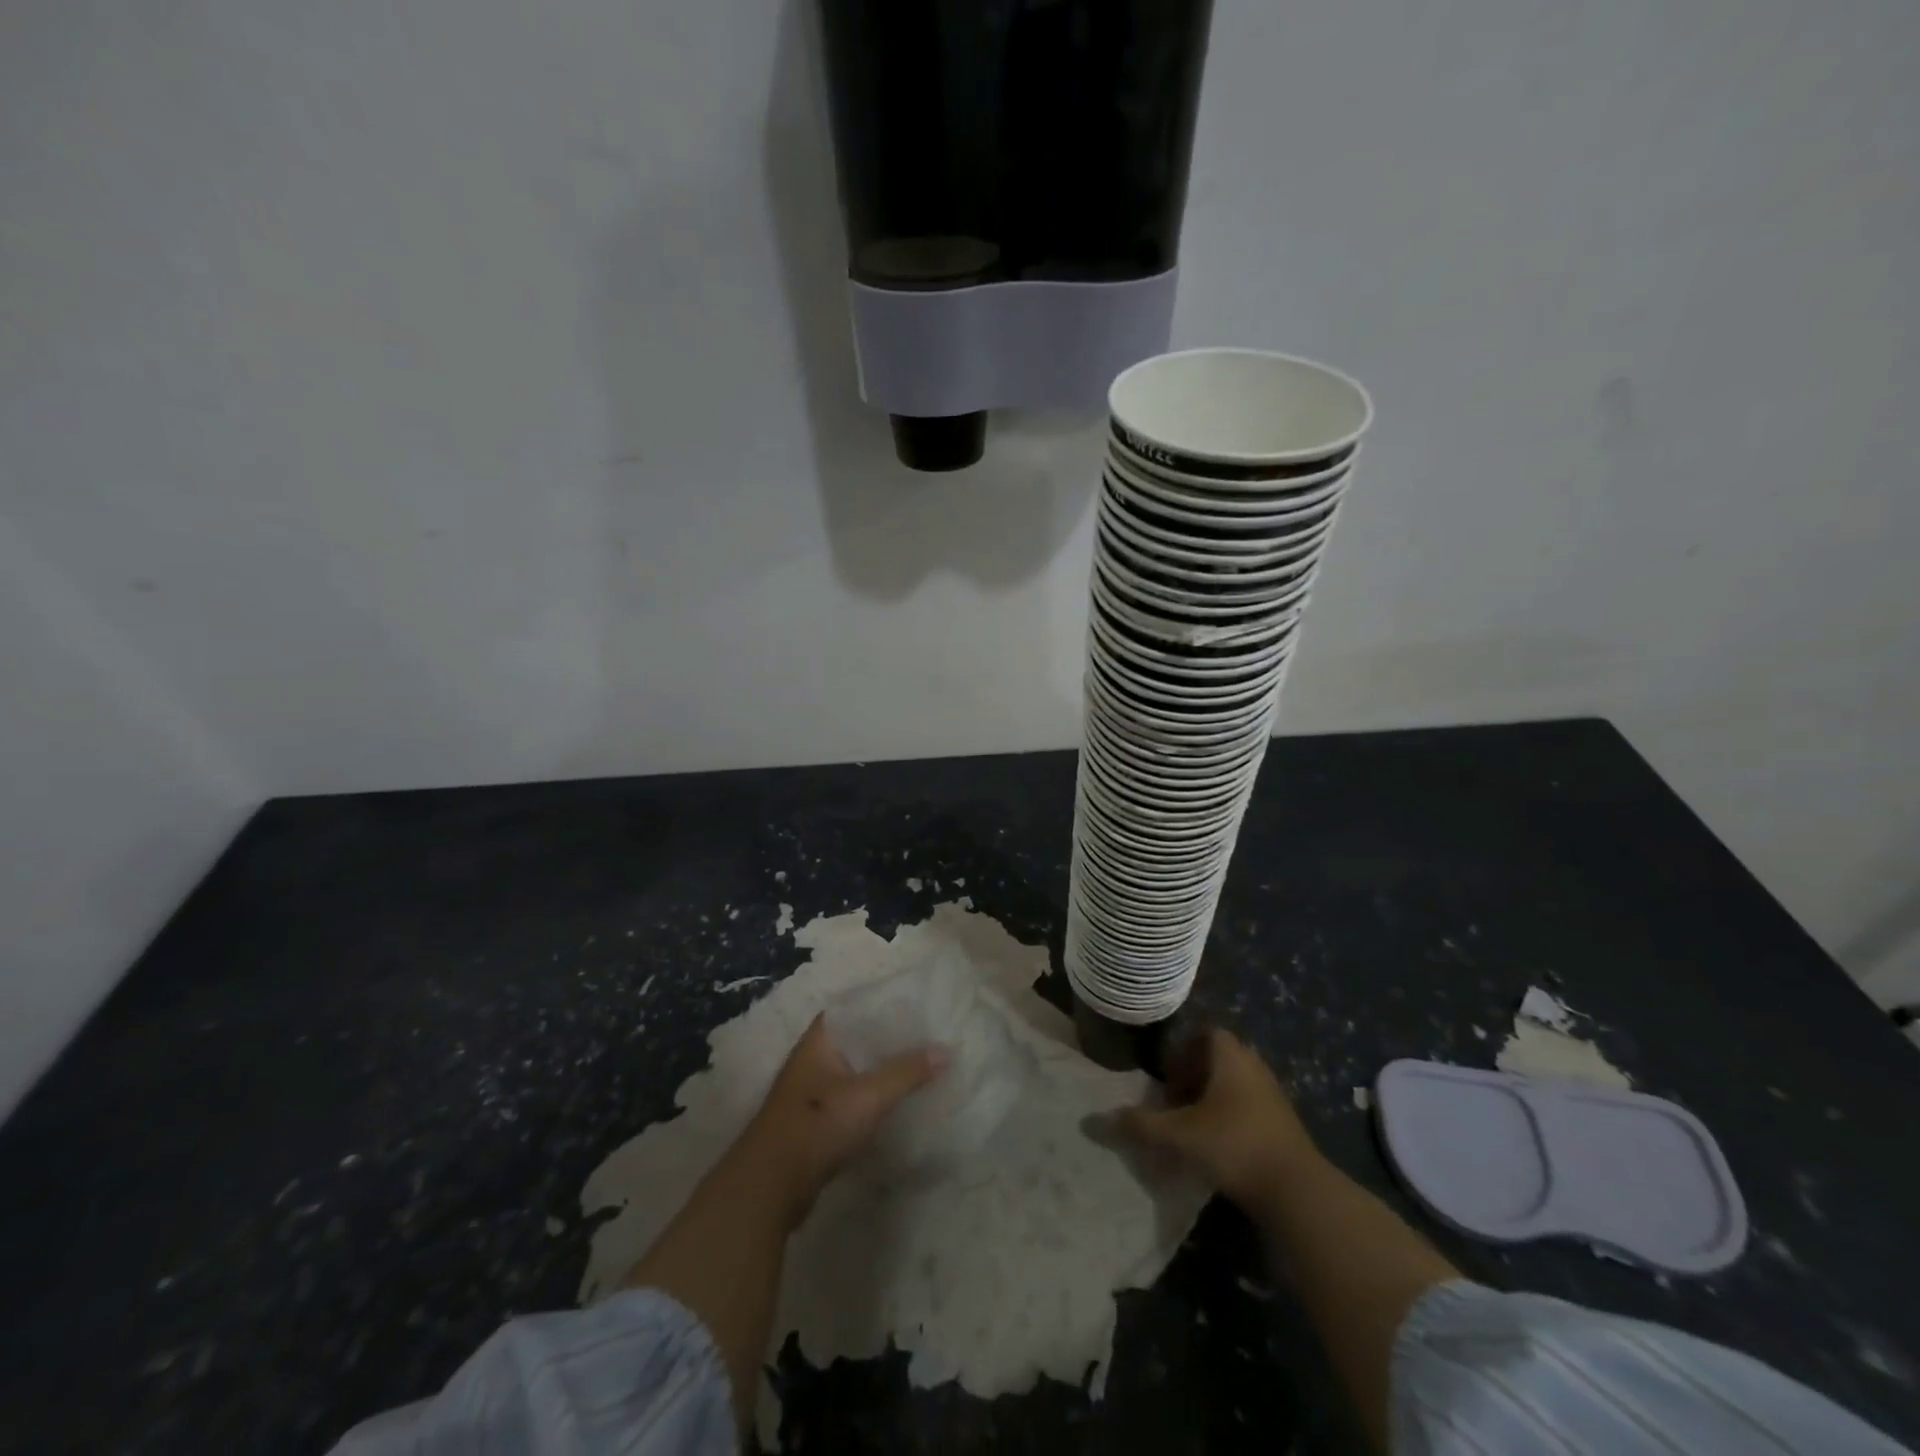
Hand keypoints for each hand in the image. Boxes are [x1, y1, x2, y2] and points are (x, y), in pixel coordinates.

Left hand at [732, 1014, 946, 1228]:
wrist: (770, 1187)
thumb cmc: (817, 1125)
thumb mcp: (868, 1095)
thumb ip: (906, 1071)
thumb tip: (946, 1049)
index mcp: (819, 1039)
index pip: (855, 1008)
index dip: (883, 1004)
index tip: (916, 1004)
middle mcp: (813, 1059)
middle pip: (858, 1040)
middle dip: (889, 1039)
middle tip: (928, 1035)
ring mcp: (812, 1092)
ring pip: (856, 1071)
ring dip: (882, 1070)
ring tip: (920, 1065)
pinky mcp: (816, 1122)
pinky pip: (852, 1098)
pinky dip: (873, 1097)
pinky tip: (897, 1102)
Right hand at [1119, 1028, 1320, 1207]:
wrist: (1296, 1190)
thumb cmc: (1233, 1144)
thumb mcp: (1179, 1134)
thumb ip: (1140, 1125)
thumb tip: (1096, 1119)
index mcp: (1231, 1056)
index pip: (1206, 1033)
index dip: (1183, 1050)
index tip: (1167, 1077)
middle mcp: (1254, 1066)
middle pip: (1220, 1058)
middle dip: (1194, 1076)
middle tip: (1174, 1101)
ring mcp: (1273, 1096)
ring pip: (1236, 1085)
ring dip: (1212, 1099)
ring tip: (1192, 1126)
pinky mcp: (1284, 1125)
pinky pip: (1250, 1108)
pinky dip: (1231, 1119)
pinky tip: (1218, 1147)